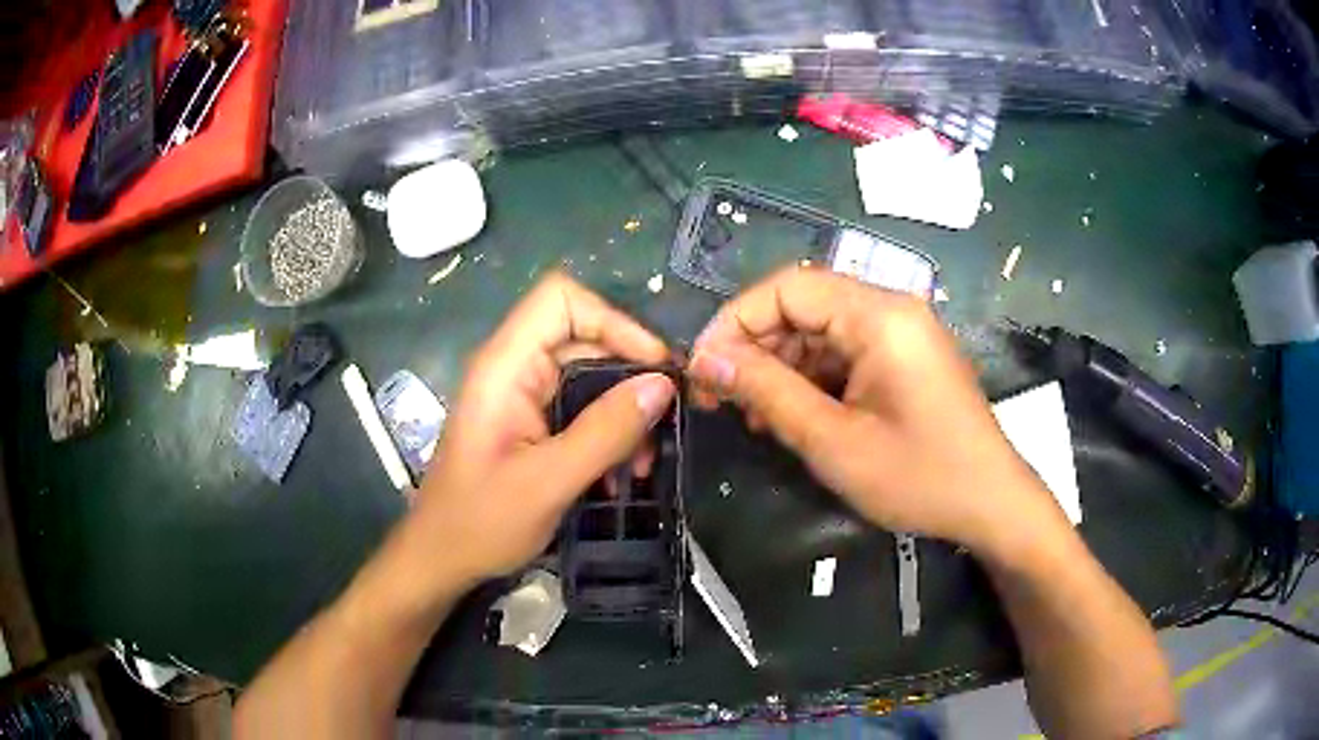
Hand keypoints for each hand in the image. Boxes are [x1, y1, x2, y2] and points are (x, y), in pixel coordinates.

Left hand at [414, 273, 674, 585]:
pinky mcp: (532, 423)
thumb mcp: (549, 481)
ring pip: (590, 375)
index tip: (653, 366)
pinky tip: (625, 470)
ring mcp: (523, 396)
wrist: (441, 559)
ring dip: (625, 411)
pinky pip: (582, 407)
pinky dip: (610, 431)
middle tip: (668, 417)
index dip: (612, 320)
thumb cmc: (481, 522)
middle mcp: (514, 369)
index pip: (560, 300)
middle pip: (584, 336)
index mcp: (505, 367)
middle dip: (631, 374)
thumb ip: (606, 432)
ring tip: (647, 459)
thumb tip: (663, 385)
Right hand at [687, 267, 1063, 554]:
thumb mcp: (833, 441)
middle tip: (720, 397)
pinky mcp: (904, 358)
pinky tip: (791, 415)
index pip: (788, 287)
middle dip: (755, 347)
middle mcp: (891, 309)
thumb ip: (767, 391)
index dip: (735, 321)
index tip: (702, 368)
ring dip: (780, 367)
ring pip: (820, 332)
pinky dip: (811, 379)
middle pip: (803, 306)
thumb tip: (706, 359)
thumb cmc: (919, 477)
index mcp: (879, 315)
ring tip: (753, 416)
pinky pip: (845, 353)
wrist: (991, 504)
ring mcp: (901, 333)